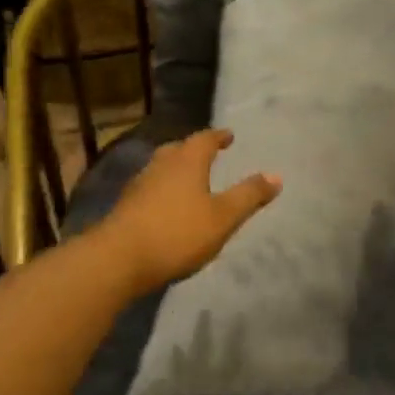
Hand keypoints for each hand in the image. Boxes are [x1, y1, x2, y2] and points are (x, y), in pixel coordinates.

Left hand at [96, 128, 280, 293]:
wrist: (118, 259)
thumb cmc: (177, 233)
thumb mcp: (223, 218)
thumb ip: (249, 196)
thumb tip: (276, 176)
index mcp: (187, 161)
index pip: (204, 139)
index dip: (218, 136)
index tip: (228, 135)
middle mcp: (161, 165)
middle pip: (179, 149)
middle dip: (194, 149)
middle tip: (208, 153)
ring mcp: (139, 184)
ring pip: (161, 167)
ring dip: (176, 168)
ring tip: (188, 178)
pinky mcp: (125, 205)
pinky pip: (150, 187)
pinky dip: (162, 188)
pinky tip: (165, 204)